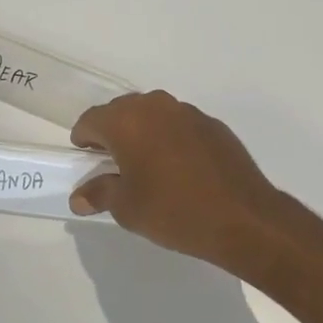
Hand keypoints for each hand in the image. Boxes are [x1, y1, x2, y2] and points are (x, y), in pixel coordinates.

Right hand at [69, 90, 288, 262]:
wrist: (243, 217)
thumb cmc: (174, 211)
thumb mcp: (127, 208)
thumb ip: (99, 193)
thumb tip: (79, 196)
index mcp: (127, 121)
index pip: (91, 120)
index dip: (83, 140)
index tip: (86, 160)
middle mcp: (155, 106)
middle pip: (121, 111)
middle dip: (112, 133)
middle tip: (112, 164)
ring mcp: (187, 112)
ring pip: (152, 115)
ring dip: (142, 133)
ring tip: (146, 165)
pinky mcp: (212, 124)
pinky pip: (179, 125)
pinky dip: (170, 139)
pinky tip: (179, 168)